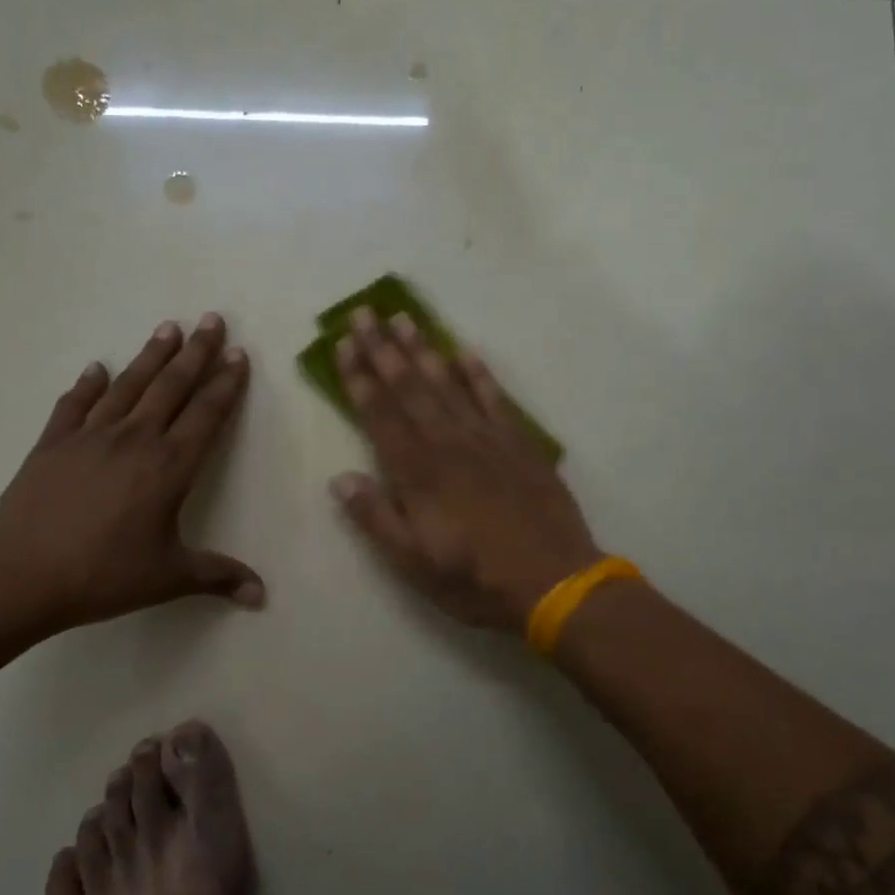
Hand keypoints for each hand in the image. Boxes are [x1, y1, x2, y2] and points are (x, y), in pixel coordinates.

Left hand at [0, 313, 263, 635]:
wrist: (21, 575)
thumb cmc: (104, 575)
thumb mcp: (168, 577)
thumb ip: (218, 577)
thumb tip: (262, 595)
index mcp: (169, 466)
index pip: (207, 414)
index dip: (226, 384)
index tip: (238, 354)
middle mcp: (135, 439)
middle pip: (172, 386)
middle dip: (196, 352)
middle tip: (212, 319)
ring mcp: (91, 436)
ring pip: (129, 385)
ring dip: (151, 355)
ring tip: (168, 328)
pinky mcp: (53, 443)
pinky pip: (75, 404)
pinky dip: (88, 384)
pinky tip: (97, 367)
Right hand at [329, 308, 602, 631]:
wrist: (554, 581)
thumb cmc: (475, 579)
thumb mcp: (413, 564)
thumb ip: (375, 519)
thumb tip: (340, 479)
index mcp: (418, 473)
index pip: (380, 415)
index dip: (359, 378)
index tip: (342, 344)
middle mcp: (448, 444)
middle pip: (410, 387)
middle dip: (382, 349)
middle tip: (363, 313)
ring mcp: (487, 440)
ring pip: (448, 384)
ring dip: (423, 349)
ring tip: (403, 318)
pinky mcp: (520, 444)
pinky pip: (495, 399)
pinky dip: (479, 373)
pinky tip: (465, 351)